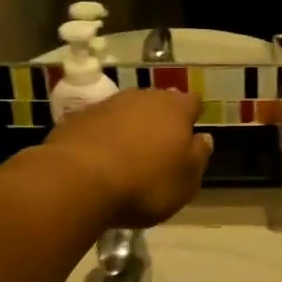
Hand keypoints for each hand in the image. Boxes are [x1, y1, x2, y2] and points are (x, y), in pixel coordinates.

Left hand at [42, 89, 212, 227]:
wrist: (78, 181)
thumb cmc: (145, 184)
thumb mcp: (186, 182)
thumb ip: (199, 157)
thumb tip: (204, 139)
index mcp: (175, 109)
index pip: (192, 102)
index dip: (192, 117)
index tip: (190, 136)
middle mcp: (142, 97)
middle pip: (157, 103)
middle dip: (160, 121)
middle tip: (159, 149)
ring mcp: (107, 105)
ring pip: (126, 112)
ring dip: (130, 128)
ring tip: (128, 156)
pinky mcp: (77, 118)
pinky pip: (98, 125)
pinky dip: (103, 137)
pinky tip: (99, 160)